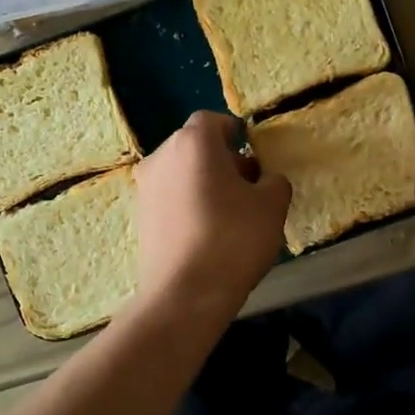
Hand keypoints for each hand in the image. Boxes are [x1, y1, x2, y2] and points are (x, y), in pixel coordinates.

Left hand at [133, 112, 290, 319]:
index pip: (212, 120)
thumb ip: (274, 182)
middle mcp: (161, 157)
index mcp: (192, 143)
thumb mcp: (272, 206)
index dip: (234, 131)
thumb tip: (265, 180)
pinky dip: (189, 204)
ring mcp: (146, 189)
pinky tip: (209, 232)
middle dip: (221, 159)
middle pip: (194, 146)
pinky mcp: (140, 218)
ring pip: (181, 173)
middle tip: (248, 184)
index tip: (252, 151)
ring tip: (231, 212)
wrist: (185, 293)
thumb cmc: (233, 238)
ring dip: (204, 182)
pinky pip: (170, 198)